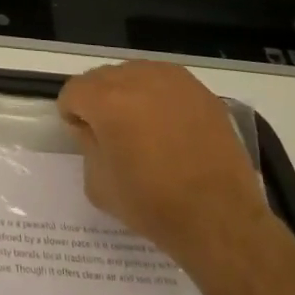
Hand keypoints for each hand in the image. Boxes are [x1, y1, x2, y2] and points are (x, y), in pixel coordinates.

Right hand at [57, 61, 270, 262]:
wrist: (221, 220)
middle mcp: (137, 78)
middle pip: (102, 78)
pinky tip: (172, 128)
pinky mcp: (200, 90)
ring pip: (135, 75)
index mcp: (106, 100)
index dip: (73, 114)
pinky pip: (166, 83)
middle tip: (112, 135)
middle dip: (99, 101)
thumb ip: (86, 146)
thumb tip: (92, 129)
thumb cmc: (154, 206)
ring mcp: (172, 80)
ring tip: (144, 129)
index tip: (84, 137)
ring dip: (130, 95)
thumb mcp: (99, 185)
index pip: (73, 90)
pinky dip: (160, 98)